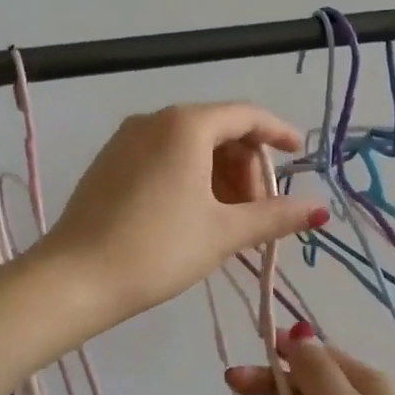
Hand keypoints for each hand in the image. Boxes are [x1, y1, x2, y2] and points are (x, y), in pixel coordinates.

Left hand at [41, 104, 327, 328]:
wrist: (74, 279)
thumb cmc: (157, 249)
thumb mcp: (223, 233)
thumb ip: (275, 216)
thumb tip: (320, 209)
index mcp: (186, 125)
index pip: (247, 115)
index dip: (279, 133)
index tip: (300, 154)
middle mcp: (154, 120)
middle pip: (219, 129)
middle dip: (246, 166)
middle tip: (257, 211)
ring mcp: (126, 139)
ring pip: (190, 144)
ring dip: (219, 175)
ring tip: (227, 220)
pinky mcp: (109, 162)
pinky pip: (163, 156)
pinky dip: (190, 176)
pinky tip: (193, 215)